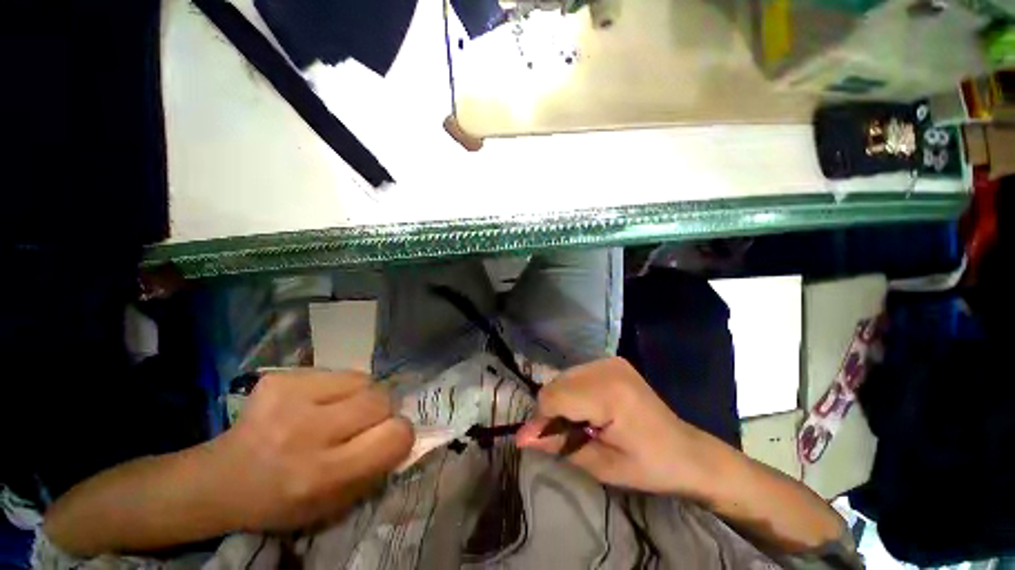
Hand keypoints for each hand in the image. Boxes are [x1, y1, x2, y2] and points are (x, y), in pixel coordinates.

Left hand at [209, 370, 413, 530]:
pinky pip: (339, 372)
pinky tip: (316, 402)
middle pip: (381, 399)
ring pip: (364, 380)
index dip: (400, 434)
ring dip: (362, 395)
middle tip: (362, 423)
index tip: (387, 438)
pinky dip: (339, 386)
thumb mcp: (336, 503)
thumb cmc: (284, 499)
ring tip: (339, 410)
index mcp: (321, 475)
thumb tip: (404, 431)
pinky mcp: (280, 378)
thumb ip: (376, 467)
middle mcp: (305, 433)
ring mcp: (289, 399)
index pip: (395, 435)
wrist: (222, 479)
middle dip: (381, 411)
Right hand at [517, 357, 713, 494]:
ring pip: (564, 377)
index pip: (553, 397)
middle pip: (556, 384)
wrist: (687, 452)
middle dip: (554, 411)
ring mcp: (610, 361)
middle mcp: (607, 368)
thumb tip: (521, 437)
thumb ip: (559, 446)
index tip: (548, 441)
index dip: (543, 420)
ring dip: (563, 400)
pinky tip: (591, 408)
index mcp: (609, 394)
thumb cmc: (649, 467)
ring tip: (584, 422)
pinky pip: (577, 374)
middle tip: (572, 435)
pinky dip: (574, 391)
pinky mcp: (612, 361)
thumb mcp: (602, 466)